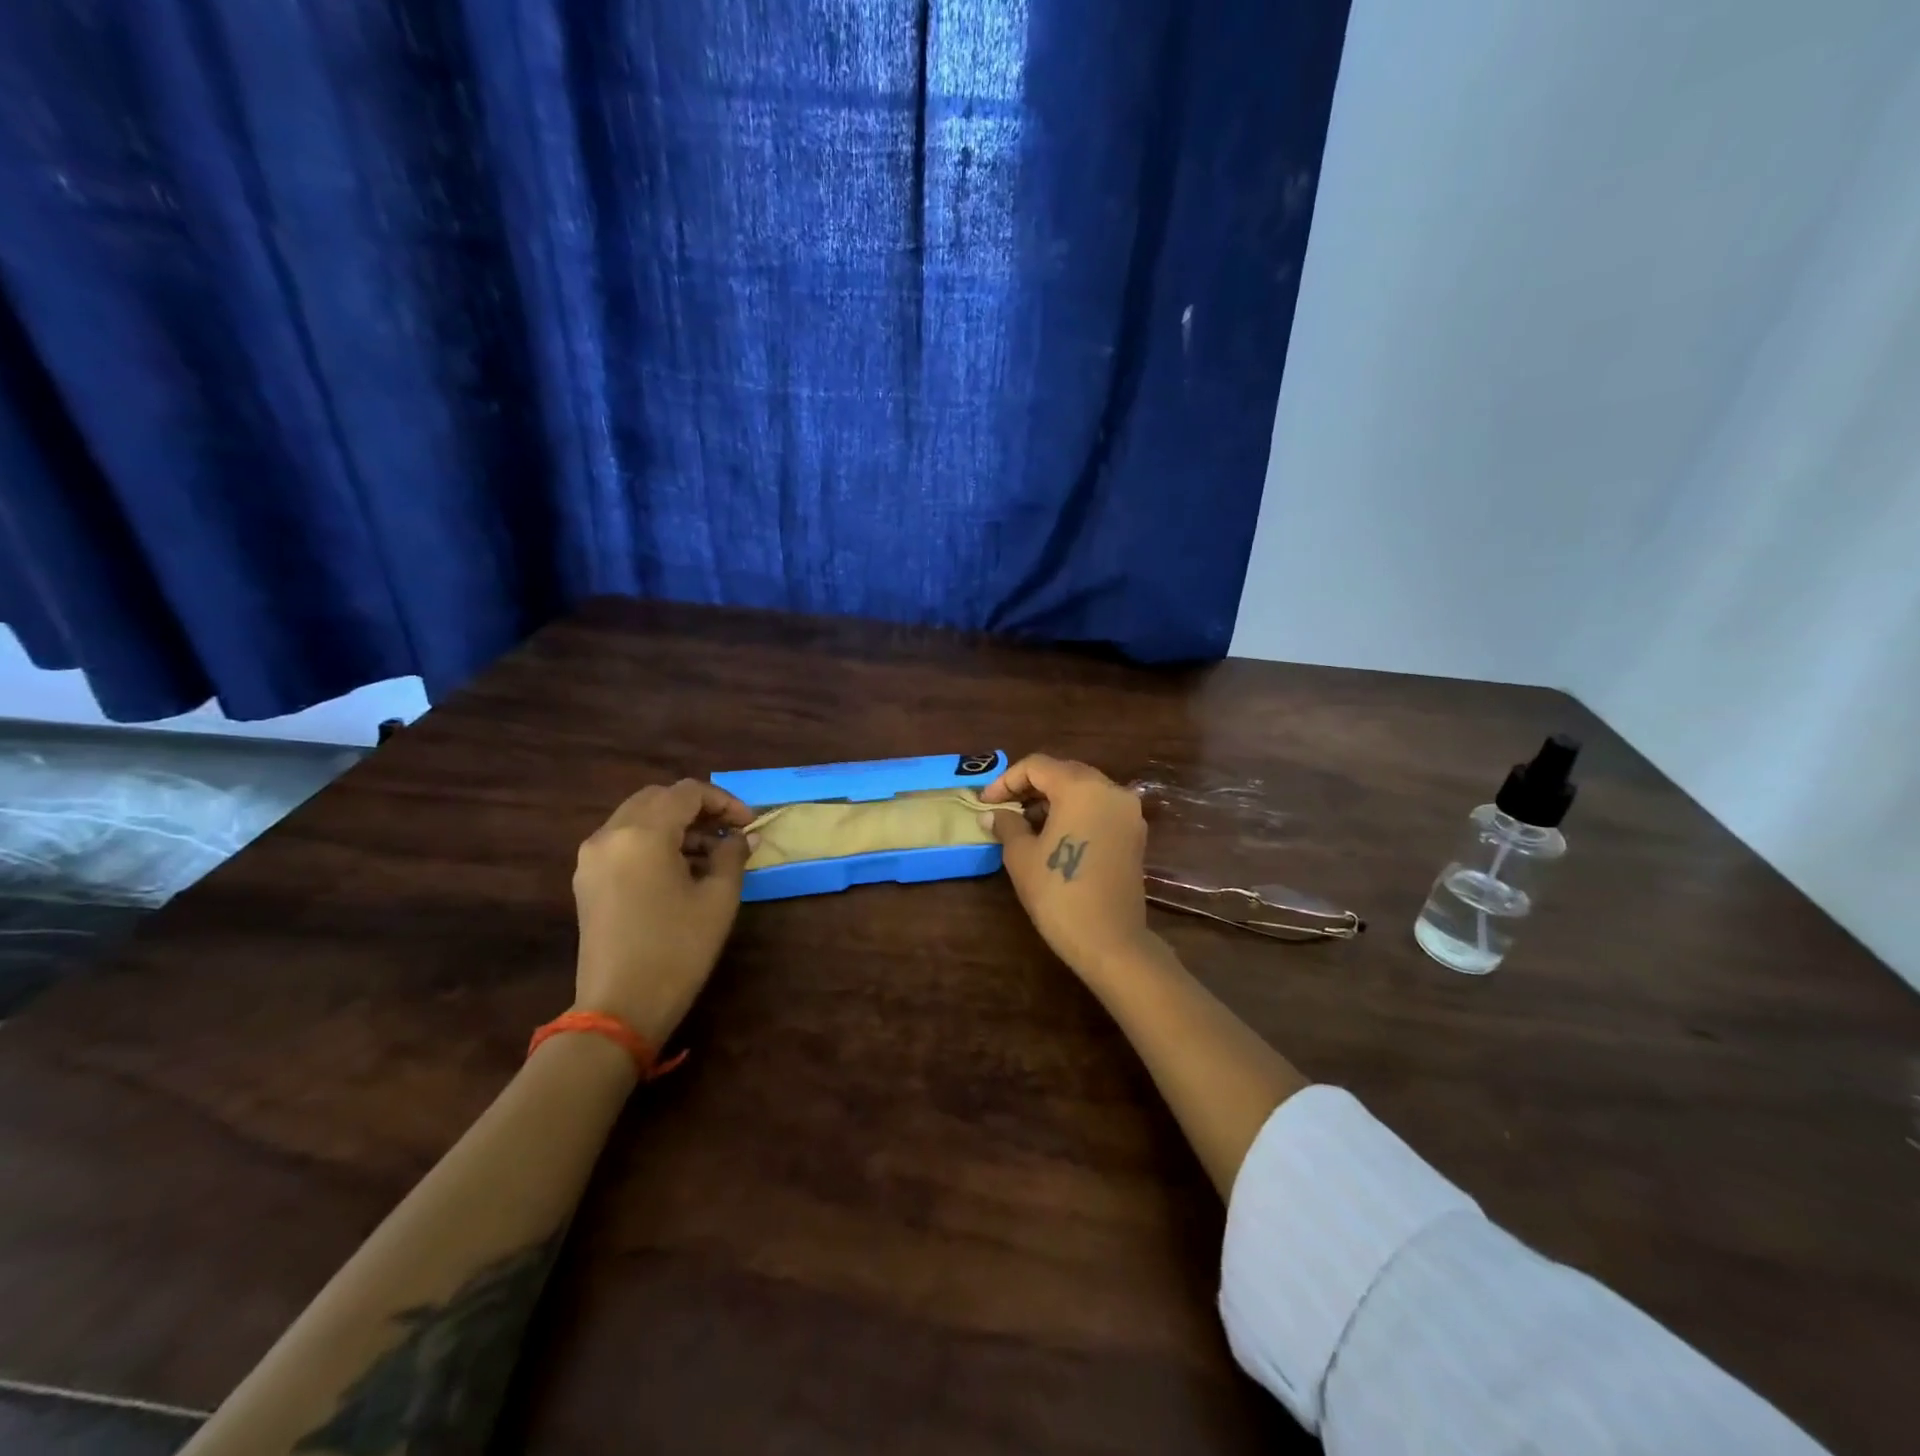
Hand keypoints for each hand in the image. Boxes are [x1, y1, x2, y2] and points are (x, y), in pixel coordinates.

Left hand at [571, 779, 754, 1047]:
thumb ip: (732, 855)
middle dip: (698, 808)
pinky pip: (624, 841)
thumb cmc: (677, 949)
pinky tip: (680, 869)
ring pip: (638, 818)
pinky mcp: (587, 881)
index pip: (687, 792)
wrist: (619, 1008)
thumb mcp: (718, 899)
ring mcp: (592, 858)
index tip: (748, 825)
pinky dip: (654, 842)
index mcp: (642, 833)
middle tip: (729, 831)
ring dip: (676, 825)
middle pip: (658, 798)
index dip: (724, 801)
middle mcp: (609, 835)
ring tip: (710, 854)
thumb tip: (742, 837)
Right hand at [982, 755, 1158, 981]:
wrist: (1109, 940)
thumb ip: (1007, 825)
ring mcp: (1128, 811)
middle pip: (1064, 772)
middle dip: (1031, 786)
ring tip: (1025, 822)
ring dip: (1053, 799)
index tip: (986, 802)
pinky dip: (1076, 811)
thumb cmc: (1058, 893)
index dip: (1006, 780)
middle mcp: (1110, 789)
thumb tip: (992, 814)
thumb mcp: (1021, 856)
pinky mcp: (1135, 833)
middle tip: (1004, 807)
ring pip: (1084, 789)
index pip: (1037, 766)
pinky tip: (1054, 834)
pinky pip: (1100, 808)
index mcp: (1081, 787)